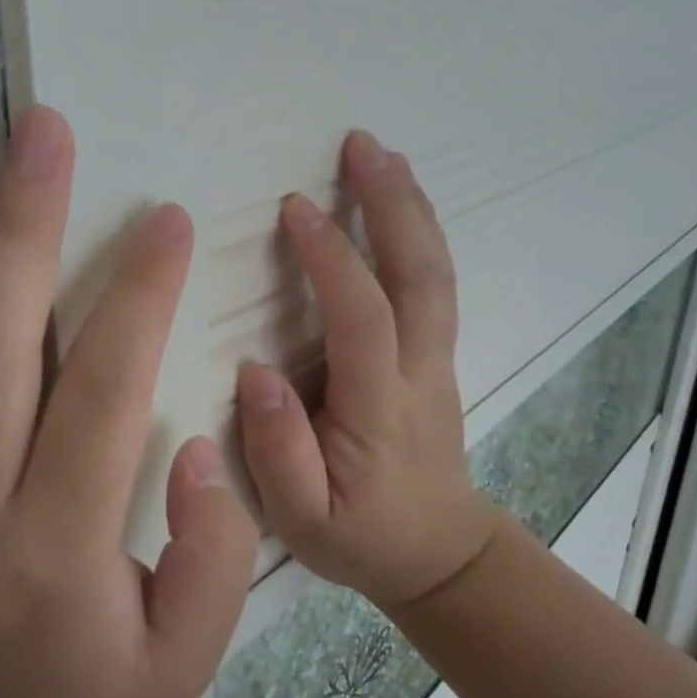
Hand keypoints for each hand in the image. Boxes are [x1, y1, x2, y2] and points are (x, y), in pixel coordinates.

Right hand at [236, 130, 497, 609]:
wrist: (440, 553)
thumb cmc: (362, 536)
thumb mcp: (303, 520)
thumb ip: (278, 451)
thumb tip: (256, 372)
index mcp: (380, 406)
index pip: (363, 316)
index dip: (332, 258)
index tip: (296, 208)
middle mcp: (418, 369)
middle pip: (420, 275)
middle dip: (393, 204)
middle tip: (362, 145)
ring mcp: (436, 358)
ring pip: (435, 272)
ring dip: (411, 208)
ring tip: (382, 154)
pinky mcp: (436, 355)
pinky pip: (433, 283)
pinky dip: (419, 232)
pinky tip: (399, 202)